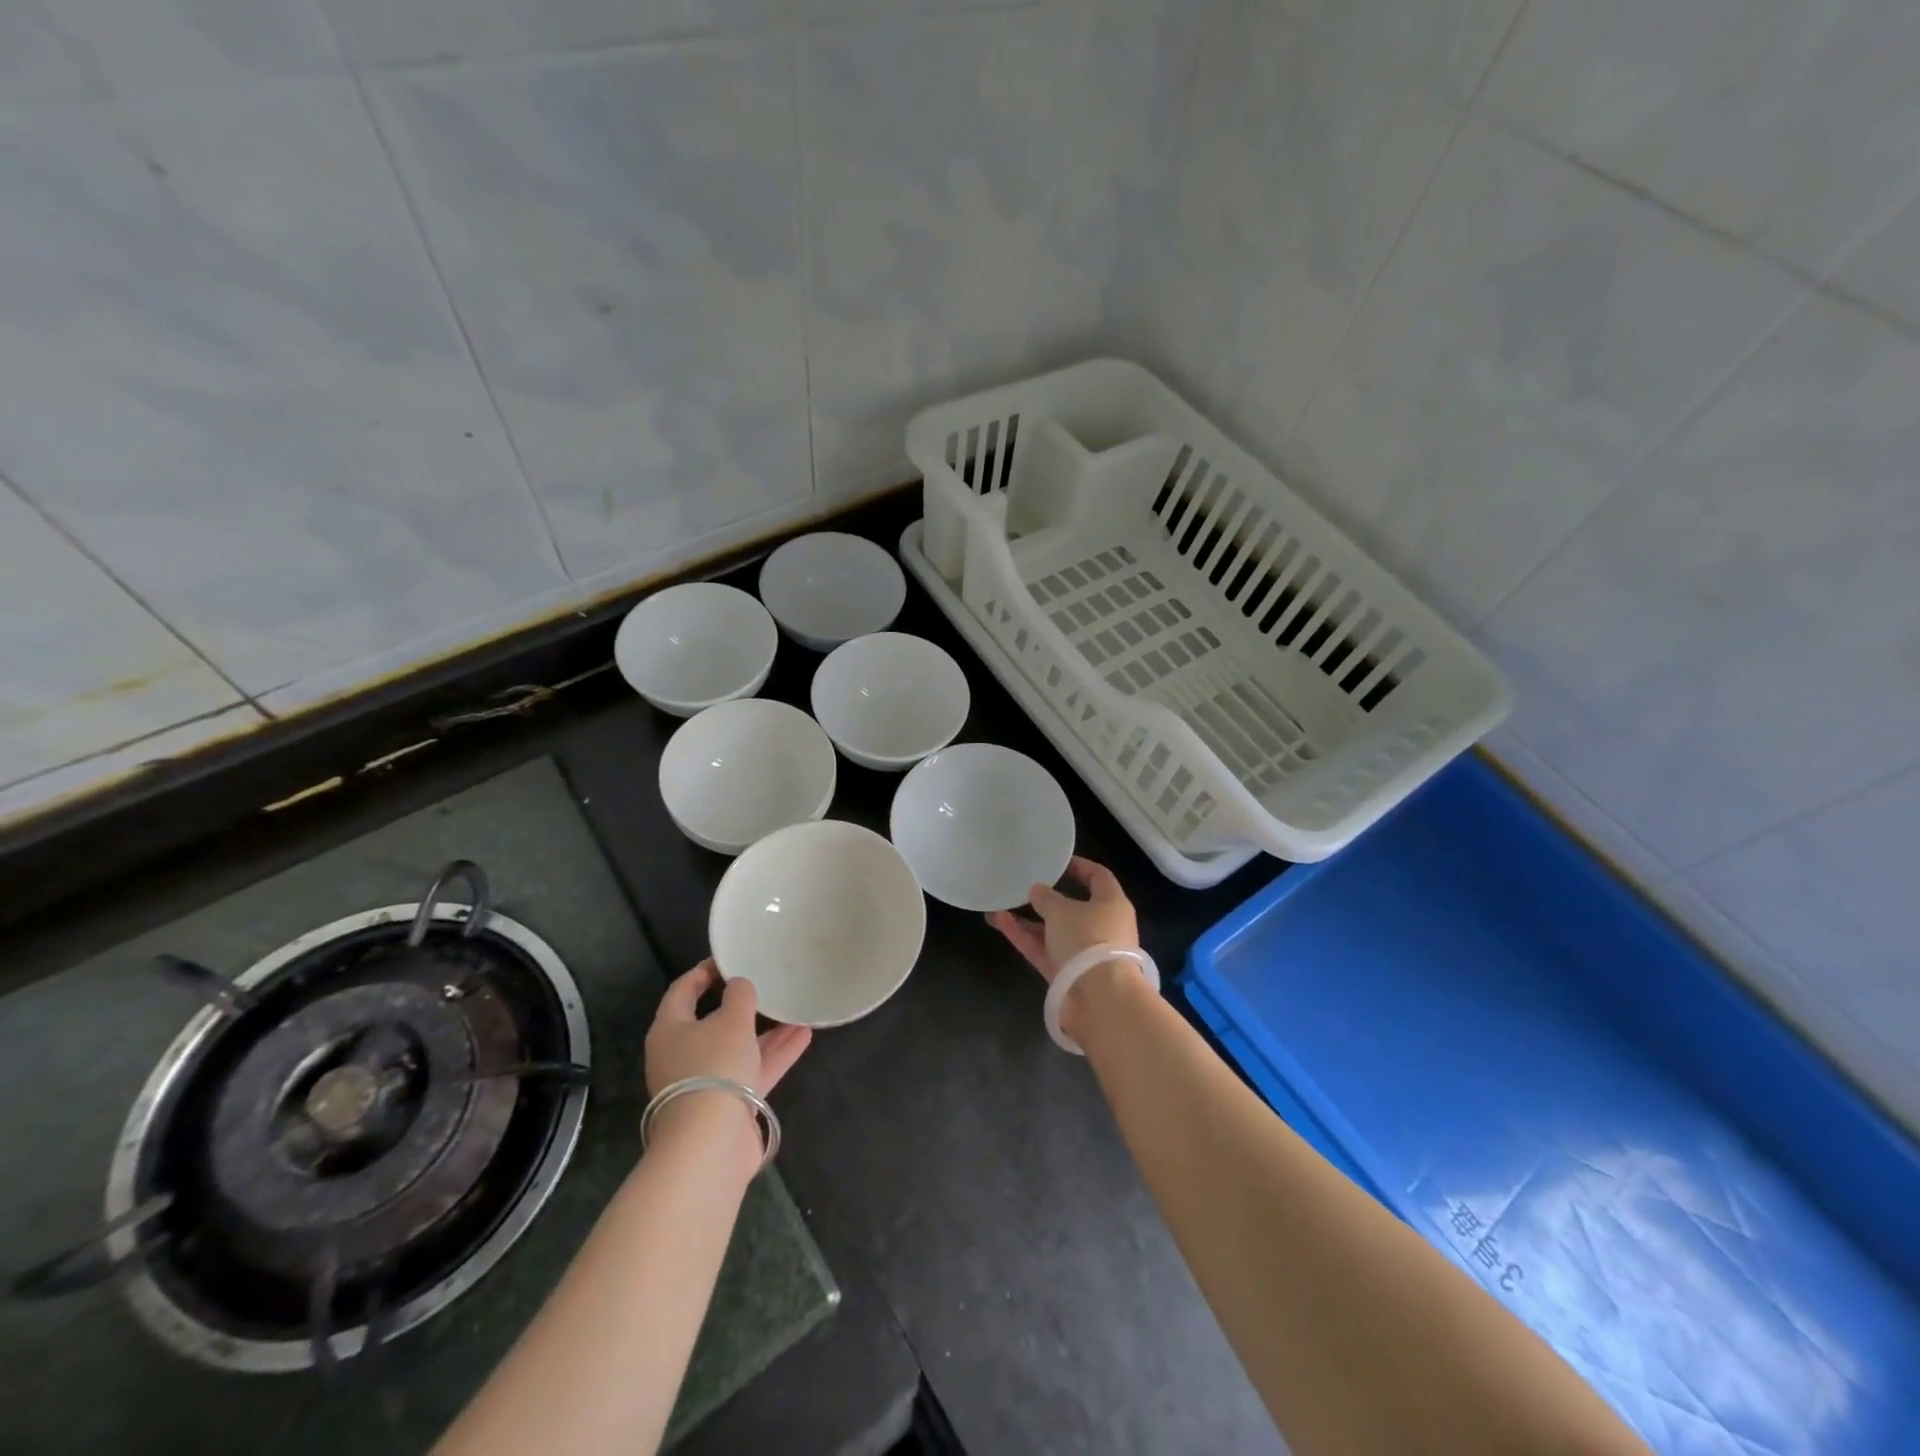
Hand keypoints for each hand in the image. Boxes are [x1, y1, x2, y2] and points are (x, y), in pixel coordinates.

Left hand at [645, 961, 811, 1098]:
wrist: (710, 1143)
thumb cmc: (714, 1066)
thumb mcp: (732, 1019)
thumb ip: (739, 995)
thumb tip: (739, 985)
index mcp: (670, 1030)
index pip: (682, 991)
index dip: (703, 972)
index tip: (728, 958)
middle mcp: (683, 1055)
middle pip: (712, 1022)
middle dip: (742, 1005)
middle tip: (764, 984)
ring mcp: (705, 1082)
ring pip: (737, 1047)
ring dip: (766, 1031)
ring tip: (795, 1009)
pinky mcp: (727, 1105)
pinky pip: (752, 1070)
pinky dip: (774, 1054)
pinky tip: (803, 1036)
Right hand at [986, 856, 1138, 983]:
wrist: (1100, 999)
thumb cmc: (1088, 940)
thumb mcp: (1062, 911)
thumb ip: (1046, 897)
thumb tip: (1037, 890)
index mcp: (1112, 904)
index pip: (1099, 877)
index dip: (1080, 867)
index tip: (1058, 862)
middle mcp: (1102, 927)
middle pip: (1073, 907)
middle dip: (1046, 898)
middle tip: (1024, 886)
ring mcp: (1084, 953)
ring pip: (1053, 930)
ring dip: (1028, 919)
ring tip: (999, 905)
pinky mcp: (1067, 974)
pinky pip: (1043, 949)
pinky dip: (1024, 937)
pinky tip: (999, 921)